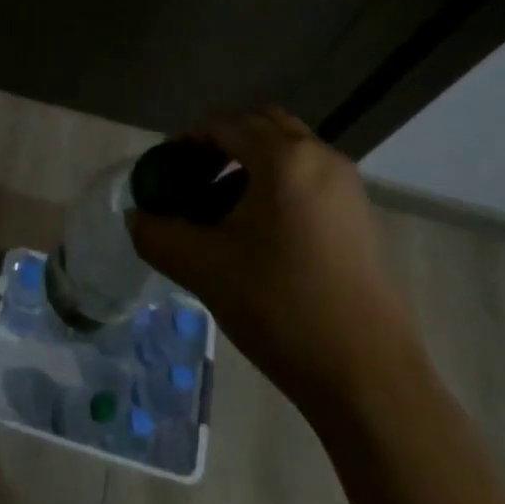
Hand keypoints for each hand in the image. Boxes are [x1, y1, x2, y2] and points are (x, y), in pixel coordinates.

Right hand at [128, 107, 417, 408]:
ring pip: (288, 152)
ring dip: (251, 165)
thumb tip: (136, 219)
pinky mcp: (360, 216)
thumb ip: (159, 235)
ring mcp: (346, 186)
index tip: (164, 170)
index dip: (187, 142)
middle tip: (193, 179)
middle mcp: (320, 157)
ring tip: (221, 209)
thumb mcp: (205, 269)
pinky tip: (259, 233)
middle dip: (222, 145)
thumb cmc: (281, 307)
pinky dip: (278, 185)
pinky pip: (309, 177)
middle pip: (261, 127)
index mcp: (284, 158)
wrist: (368, 377)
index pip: (224, 126)